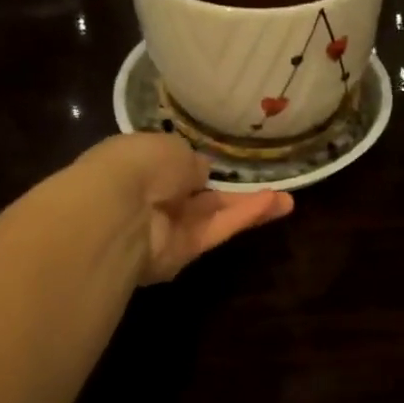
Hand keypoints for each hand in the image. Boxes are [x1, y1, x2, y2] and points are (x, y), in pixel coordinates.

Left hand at [73, 133, 292, 283]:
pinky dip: (242, 218)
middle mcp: (152, 199)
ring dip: (249, 207)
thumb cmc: (138, 165)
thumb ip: (191, 162)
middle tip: (270, 187)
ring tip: (288, 201)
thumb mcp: (171, 147)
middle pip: (199, 197)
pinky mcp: (182, 255)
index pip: (173, 167)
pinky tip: (274, 205)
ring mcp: (167, 229)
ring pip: (213, 216)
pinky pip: (215, 231)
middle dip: (232, 192)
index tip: (223, 164)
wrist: (116, 211)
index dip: (198, 167)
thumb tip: (200, 173)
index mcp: (140, 165)